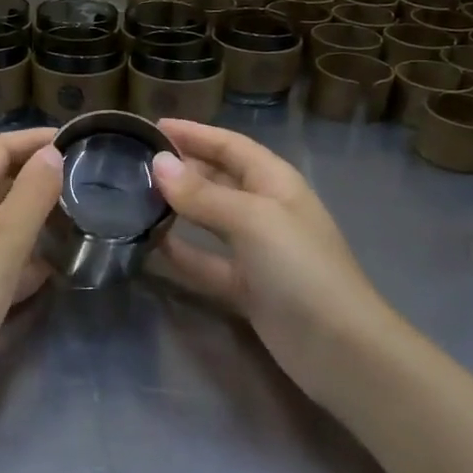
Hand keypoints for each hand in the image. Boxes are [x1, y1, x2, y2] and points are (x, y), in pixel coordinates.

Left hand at [0, 127, 62, 417]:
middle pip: (1, 184)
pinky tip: (54, 272)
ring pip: (5, 224)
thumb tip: (51, 152)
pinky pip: (4, 262)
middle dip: (40, 178)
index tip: (75, 141)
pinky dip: (28, 261)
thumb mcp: (1, 242)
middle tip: (86, 185)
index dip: (32, 139)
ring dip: (39, 220)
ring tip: (81, 224)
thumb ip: (30, 197)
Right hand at [150, 119, 387, 396]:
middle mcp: (266, 210)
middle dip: (182, 167)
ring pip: (209, 219)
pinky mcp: (245, 287)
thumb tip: (157, 164)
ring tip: (134, 198)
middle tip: (135, 162)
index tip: (153, 126)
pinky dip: (181, 253)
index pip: (230, 145)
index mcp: (276, 183)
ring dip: (178, 208)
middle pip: (218, 179)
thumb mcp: (252, 220)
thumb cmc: (300, 268)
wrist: (338, 346)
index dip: (195, 133)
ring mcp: (256, 251)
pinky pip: (205, 261)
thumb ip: (202, 194)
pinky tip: (151, 245)